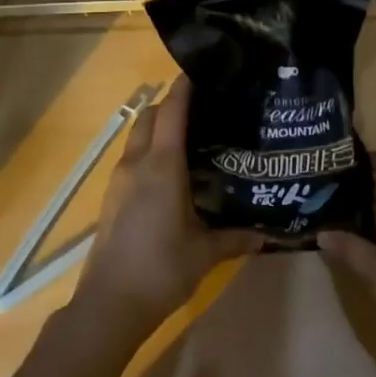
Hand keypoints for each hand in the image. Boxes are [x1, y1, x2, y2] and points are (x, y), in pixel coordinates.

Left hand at [71, 78, 261, 345]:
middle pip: (150, 116)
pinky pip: (132, 158)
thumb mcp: (205, 254)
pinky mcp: (111, 196)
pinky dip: (149, 150)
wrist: (108, 305)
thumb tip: (267, 234)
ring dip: (158, 128)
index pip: (171, 111)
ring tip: (191, 137)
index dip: (185, 87)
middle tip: (203, 108)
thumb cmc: (160, 270)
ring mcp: (119, 179)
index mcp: (162, 166)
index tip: (203, 72)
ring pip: (137, 136)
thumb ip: (236, 238)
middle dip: (171, 105)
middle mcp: (137, 163)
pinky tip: (171, 172)